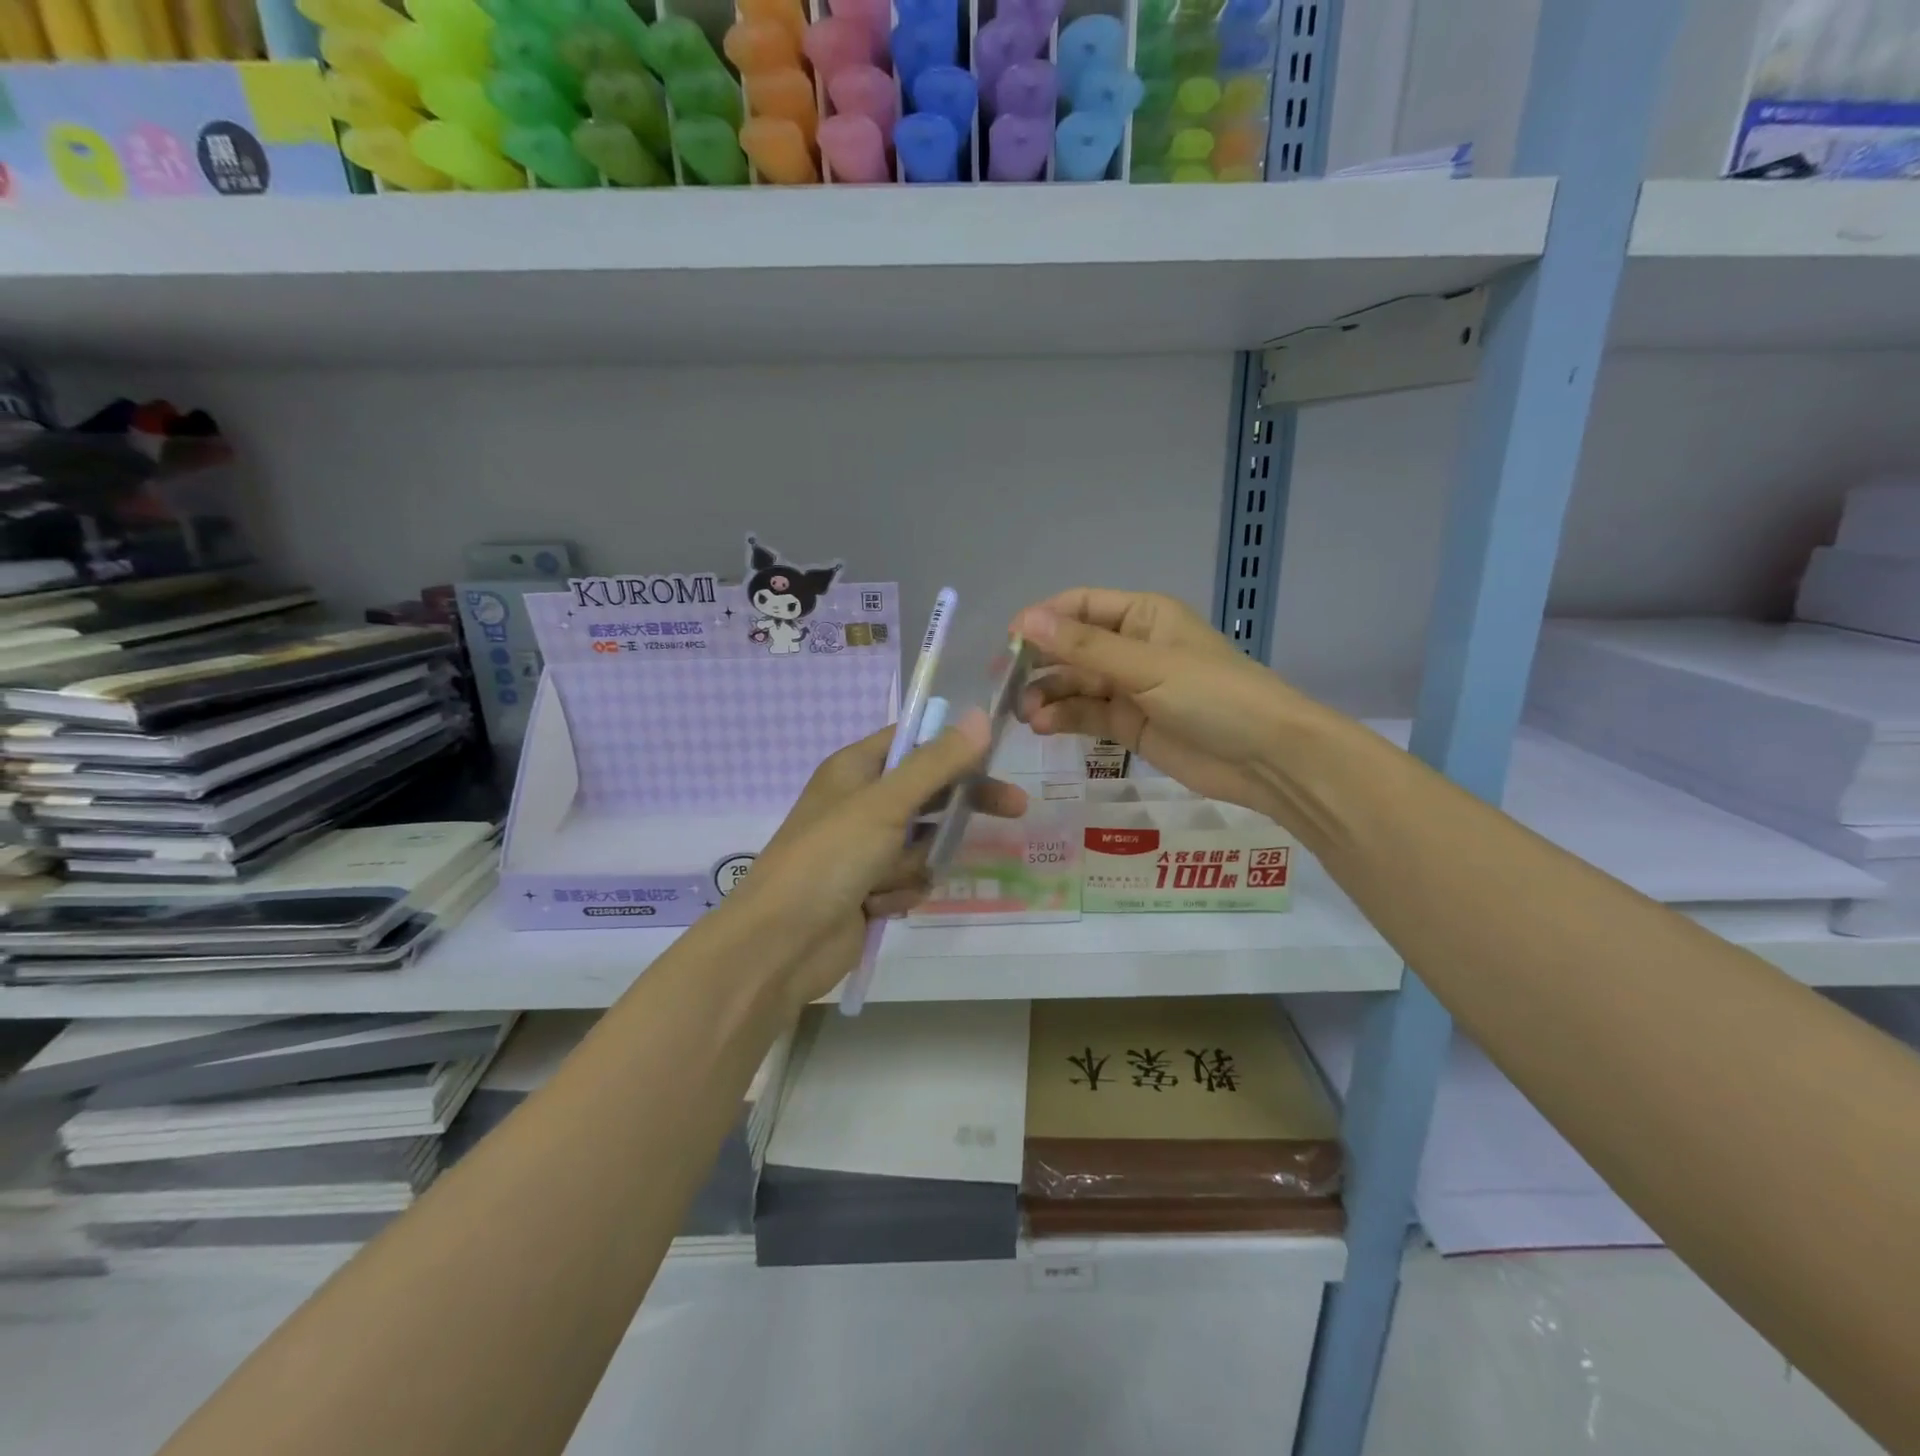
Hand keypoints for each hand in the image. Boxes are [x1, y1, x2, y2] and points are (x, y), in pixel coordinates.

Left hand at [728, 713, 1027, 1007]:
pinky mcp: (869, 888)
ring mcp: (864, 848)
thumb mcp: (885, 803)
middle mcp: (860, 803)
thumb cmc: (829, 858)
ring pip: (923, 842)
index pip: (913, 740)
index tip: (995, 753)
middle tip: (1013, 808)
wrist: (781, 944)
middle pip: (928, 792)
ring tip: (888, 878)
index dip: (952, 744)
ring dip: (916, 862)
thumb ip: (936, 763)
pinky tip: (878, 905)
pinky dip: (900, 891)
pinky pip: (909, 878)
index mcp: (855, 769)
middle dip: (958, 808)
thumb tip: (980, 717)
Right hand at [1013, 588, 1305, 816]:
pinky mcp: (1129, 725)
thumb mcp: (1147, 666)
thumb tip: (1024, 620)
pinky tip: (1044, 727)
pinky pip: (1087, 714)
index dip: (1042, 620)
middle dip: (1039, 663)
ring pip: (1075, 684)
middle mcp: (1132, 647)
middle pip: (1071, 647)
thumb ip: (1084, 647)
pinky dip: (1064, 718)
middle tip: (1005, 686)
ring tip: (1025, 714)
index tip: (1008, 643)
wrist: (1266, 757)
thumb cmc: (1213, 695)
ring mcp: (1130, 688)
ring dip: (1048, 695)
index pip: (1079, 606)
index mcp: (1142, 616)